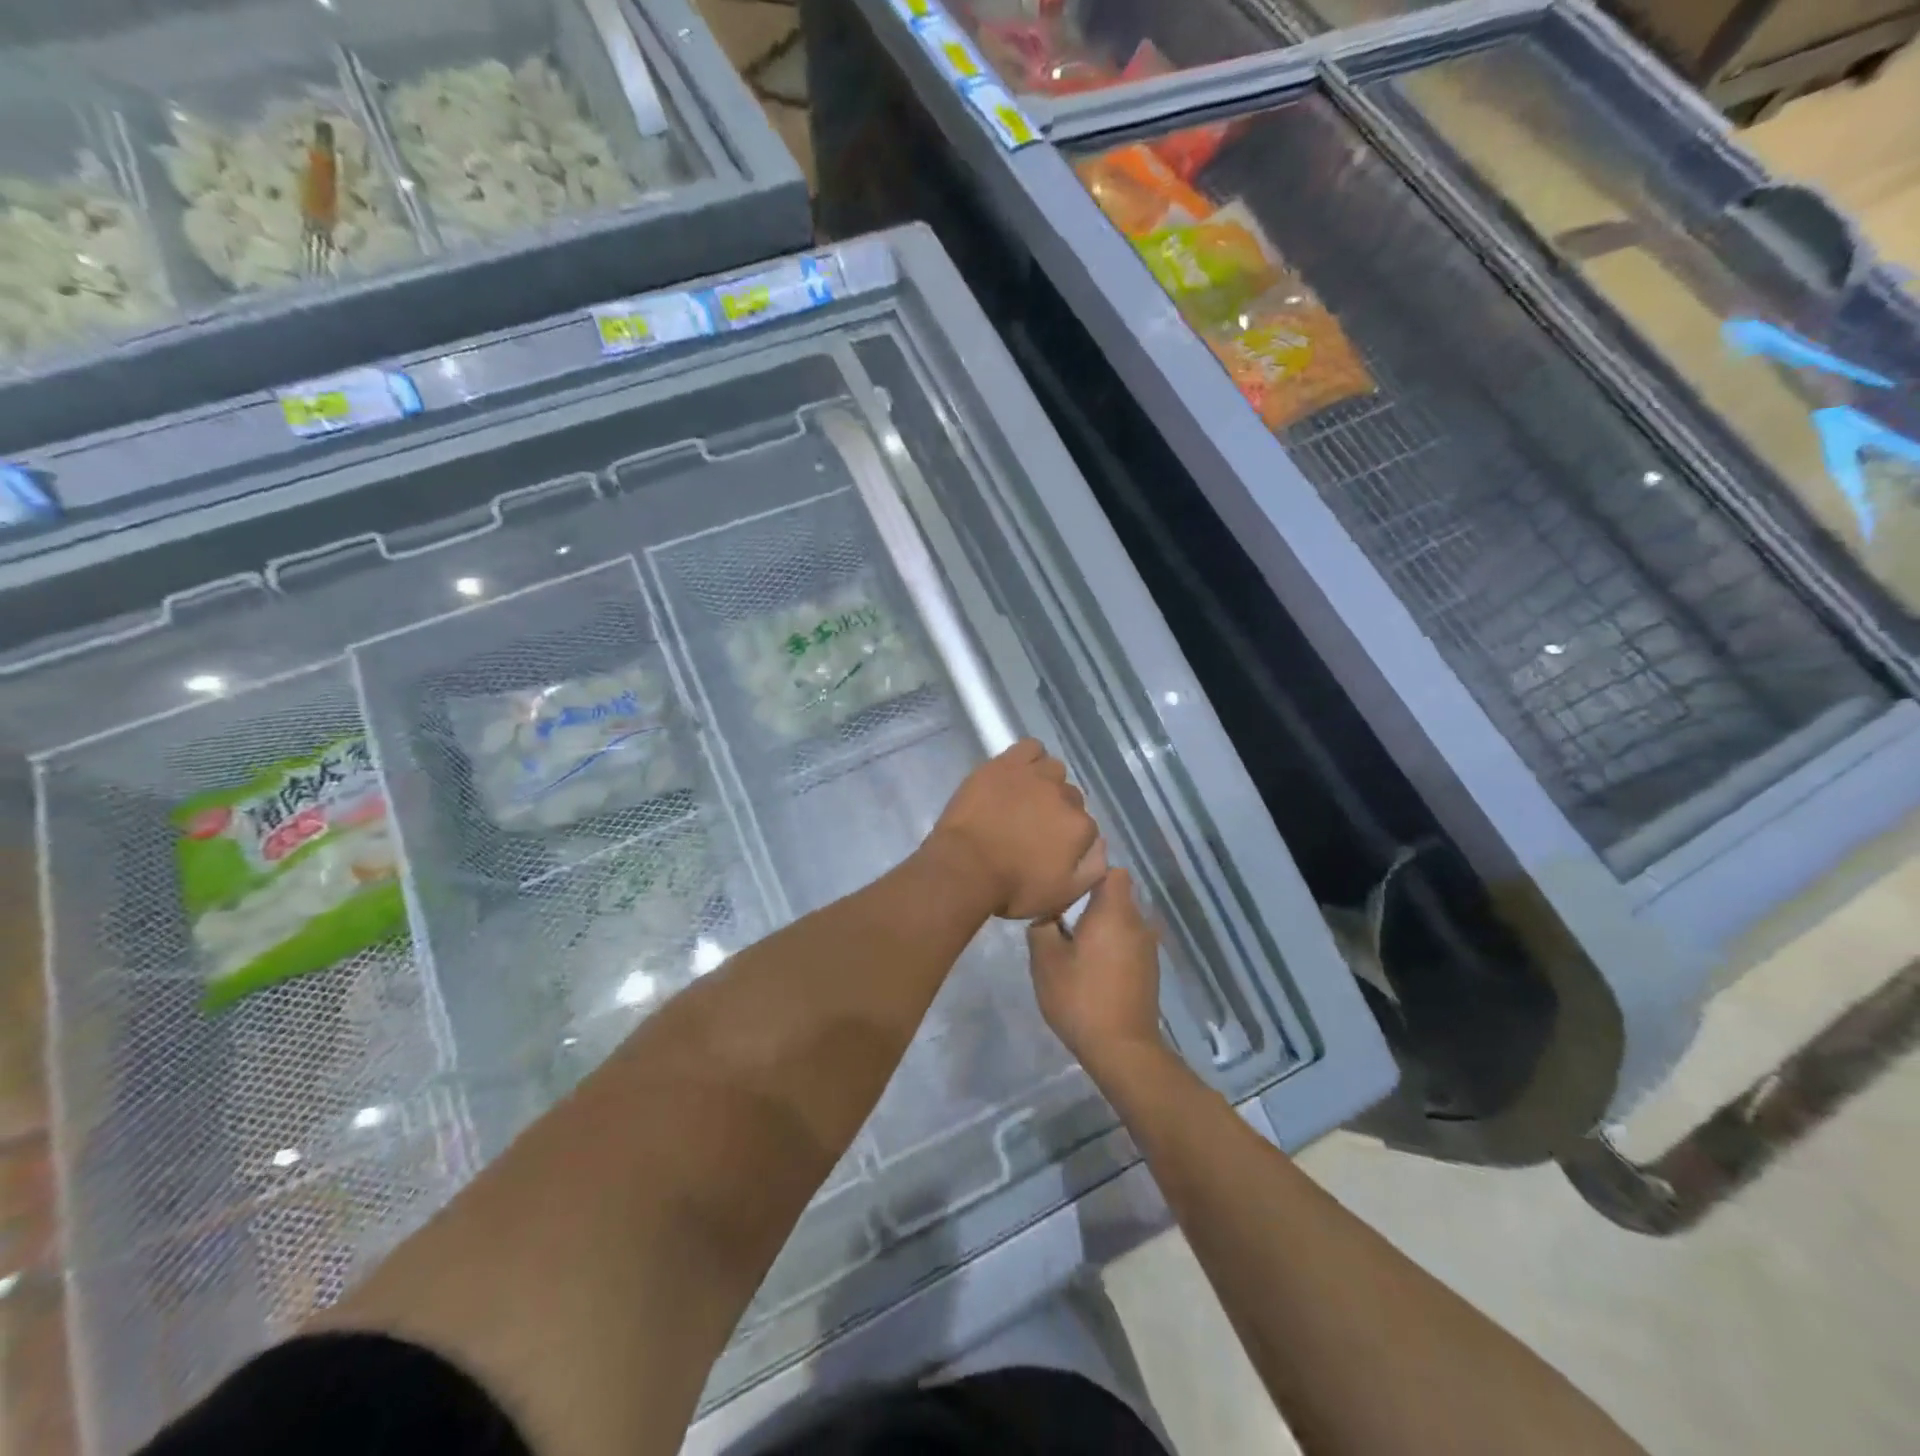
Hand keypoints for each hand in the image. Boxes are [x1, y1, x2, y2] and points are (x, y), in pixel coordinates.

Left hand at [927, 739, 1105, 920]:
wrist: (964, 867)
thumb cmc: (1012, 888)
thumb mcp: (1062, 895)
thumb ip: (1092, 870)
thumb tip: (1102, 845)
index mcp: (1081, 828)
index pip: (1087, 827)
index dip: (1069, 839)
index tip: (1049, 849)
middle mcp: (1065, 796)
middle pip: (1071, 798)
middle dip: (1057, 812)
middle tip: (1032, 827)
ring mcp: (1035, 775)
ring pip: (1054, 769)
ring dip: (1046, 782)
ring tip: (1025, 798)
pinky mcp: (1007, 763)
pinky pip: (1030, 747)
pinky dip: (1029, 757)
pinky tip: (1017, 773)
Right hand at [1028, 867, 1162, 1070]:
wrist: (1122, 1049)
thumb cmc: (1081, 997)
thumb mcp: (1045, 961)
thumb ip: (1041, 927)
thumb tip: (1046, 916)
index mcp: (1114, 911)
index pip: (1112, 871)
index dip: (1090, 872)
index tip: (1067, 887)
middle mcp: (1138, 922)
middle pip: (1116, 895)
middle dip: (1091, 902)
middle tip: (1061, 917)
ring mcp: (1148, 947)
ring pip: (1122, 921)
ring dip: (1102, 926)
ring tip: (1074, 944)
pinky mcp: (1150, 970)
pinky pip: (1128, 943)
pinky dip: (1112, 946)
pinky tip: (1092, 968)